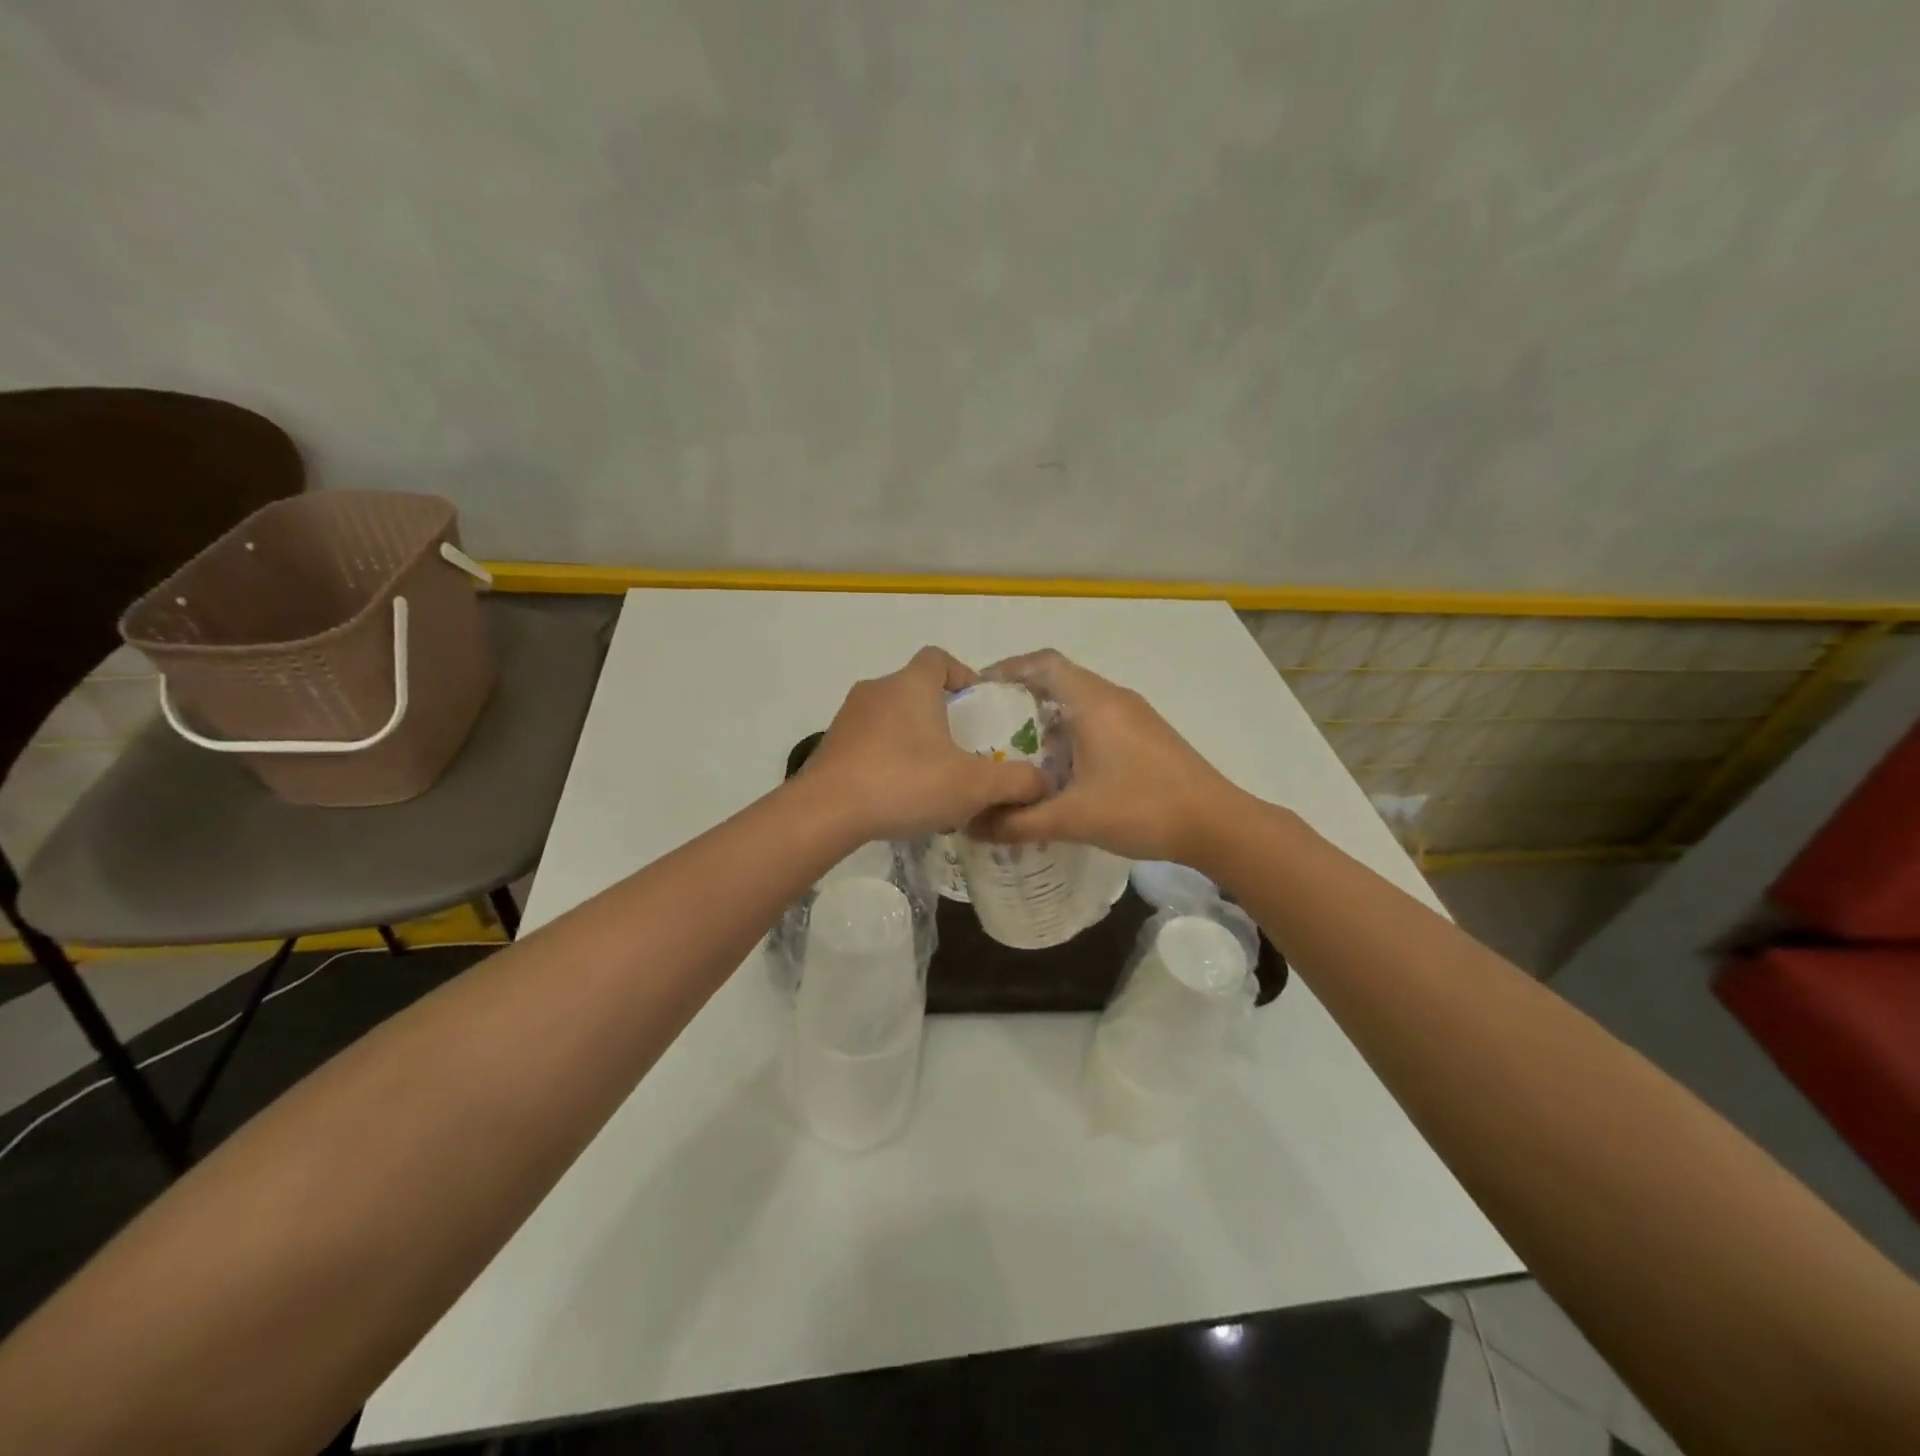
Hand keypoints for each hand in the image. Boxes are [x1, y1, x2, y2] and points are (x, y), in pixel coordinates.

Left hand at [804, 646, 1047, 841]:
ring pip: (891, 718)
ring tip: (932, 779)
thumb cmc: (906, 782)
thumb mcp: (974, 785)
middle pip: (915, 690)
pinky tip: (899, 796)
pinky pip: (869, 743)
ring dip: (913, 740)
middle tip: (962, 750)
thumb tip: (1043, 784)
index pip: (939, 658)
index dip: (961, 676)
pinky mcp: (830, 746)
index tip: (975, 707)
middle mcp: (877, 690)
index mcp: (911, 684)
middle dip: (940, 716)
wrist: (826, 812)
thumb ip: (1016, 782)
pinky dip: (887, 759)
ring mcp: (848, 718)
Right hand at [974, 649, 1239, 863]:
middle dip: (1022, 696)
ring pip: (1081, 700)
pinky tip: (1061, 768)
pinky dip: (1072, 731)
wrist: (1217, 824)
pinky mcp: (1147, 734)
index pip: (1043, 663)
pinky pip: (1099, 718)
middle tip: (989, 725)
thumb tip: (973, 827)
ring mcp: (1135, 715)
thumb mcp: (1073, 818)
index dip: (1008, 668)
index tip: (979, 689)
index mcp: (1094, 702)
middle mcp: (1114, 698)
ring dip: (1048, 717)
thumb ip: (1019, 822)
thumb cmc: (1142, 809)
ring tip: (1018, 749)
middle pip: (1060, 678)